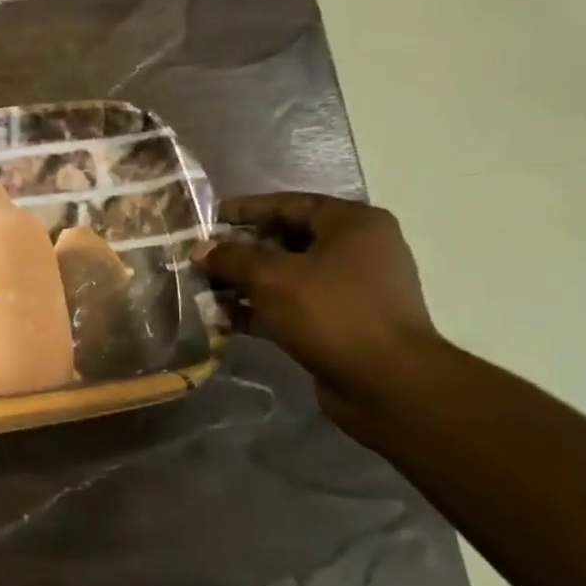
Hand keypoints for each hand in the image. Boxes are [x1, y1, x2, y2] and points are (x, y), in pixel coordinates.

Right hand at [194, 193, 444, 421]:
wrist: (386, 381)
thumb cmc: (331, 312)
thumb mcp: (271, 277)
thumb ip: (231, 258)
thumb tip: (199, 249)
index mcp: (352, 225)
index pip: (290, 204)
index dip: (245, 209)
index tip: (208, 218)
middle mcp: (357, 250)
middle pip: (286, 240)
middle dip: (239, 251)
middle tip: (201, 258)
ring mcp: (351, 288)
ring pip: (286, 276)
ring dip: (244, 284)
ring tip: (204, 291)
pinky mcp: (340, 322)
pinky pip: (291, 306)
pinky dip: (259, 310)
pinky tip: (223, 319)